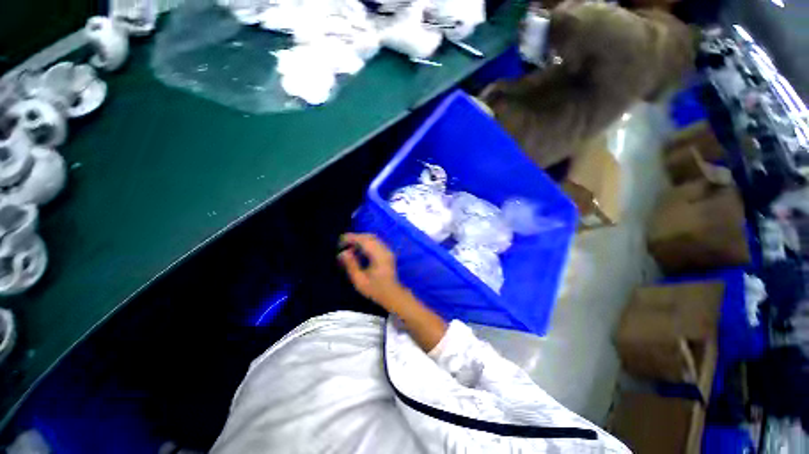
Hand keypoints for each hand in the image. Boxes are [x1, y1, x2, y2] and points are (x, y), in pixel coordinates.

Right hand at [338, 233, 405, 306]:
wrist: (393, 294)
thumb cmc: (375, 290)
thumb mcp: (360, 280)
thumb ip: (351, 265)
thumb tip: (342, 253)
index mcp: (378, 255)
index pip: (364, 240)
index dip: (351, 238)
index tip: (340, 241)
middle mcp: (384, 249)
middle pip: (369, 237)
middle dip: (355, 238)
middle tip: (343, 244)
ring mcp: (387, 250)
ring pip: (373, 239)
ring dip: (361, 240)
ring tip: (349, 248)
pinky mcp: (387, 253)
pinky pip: (376, 243)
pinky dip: (366, 243)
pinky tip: (359, 251)